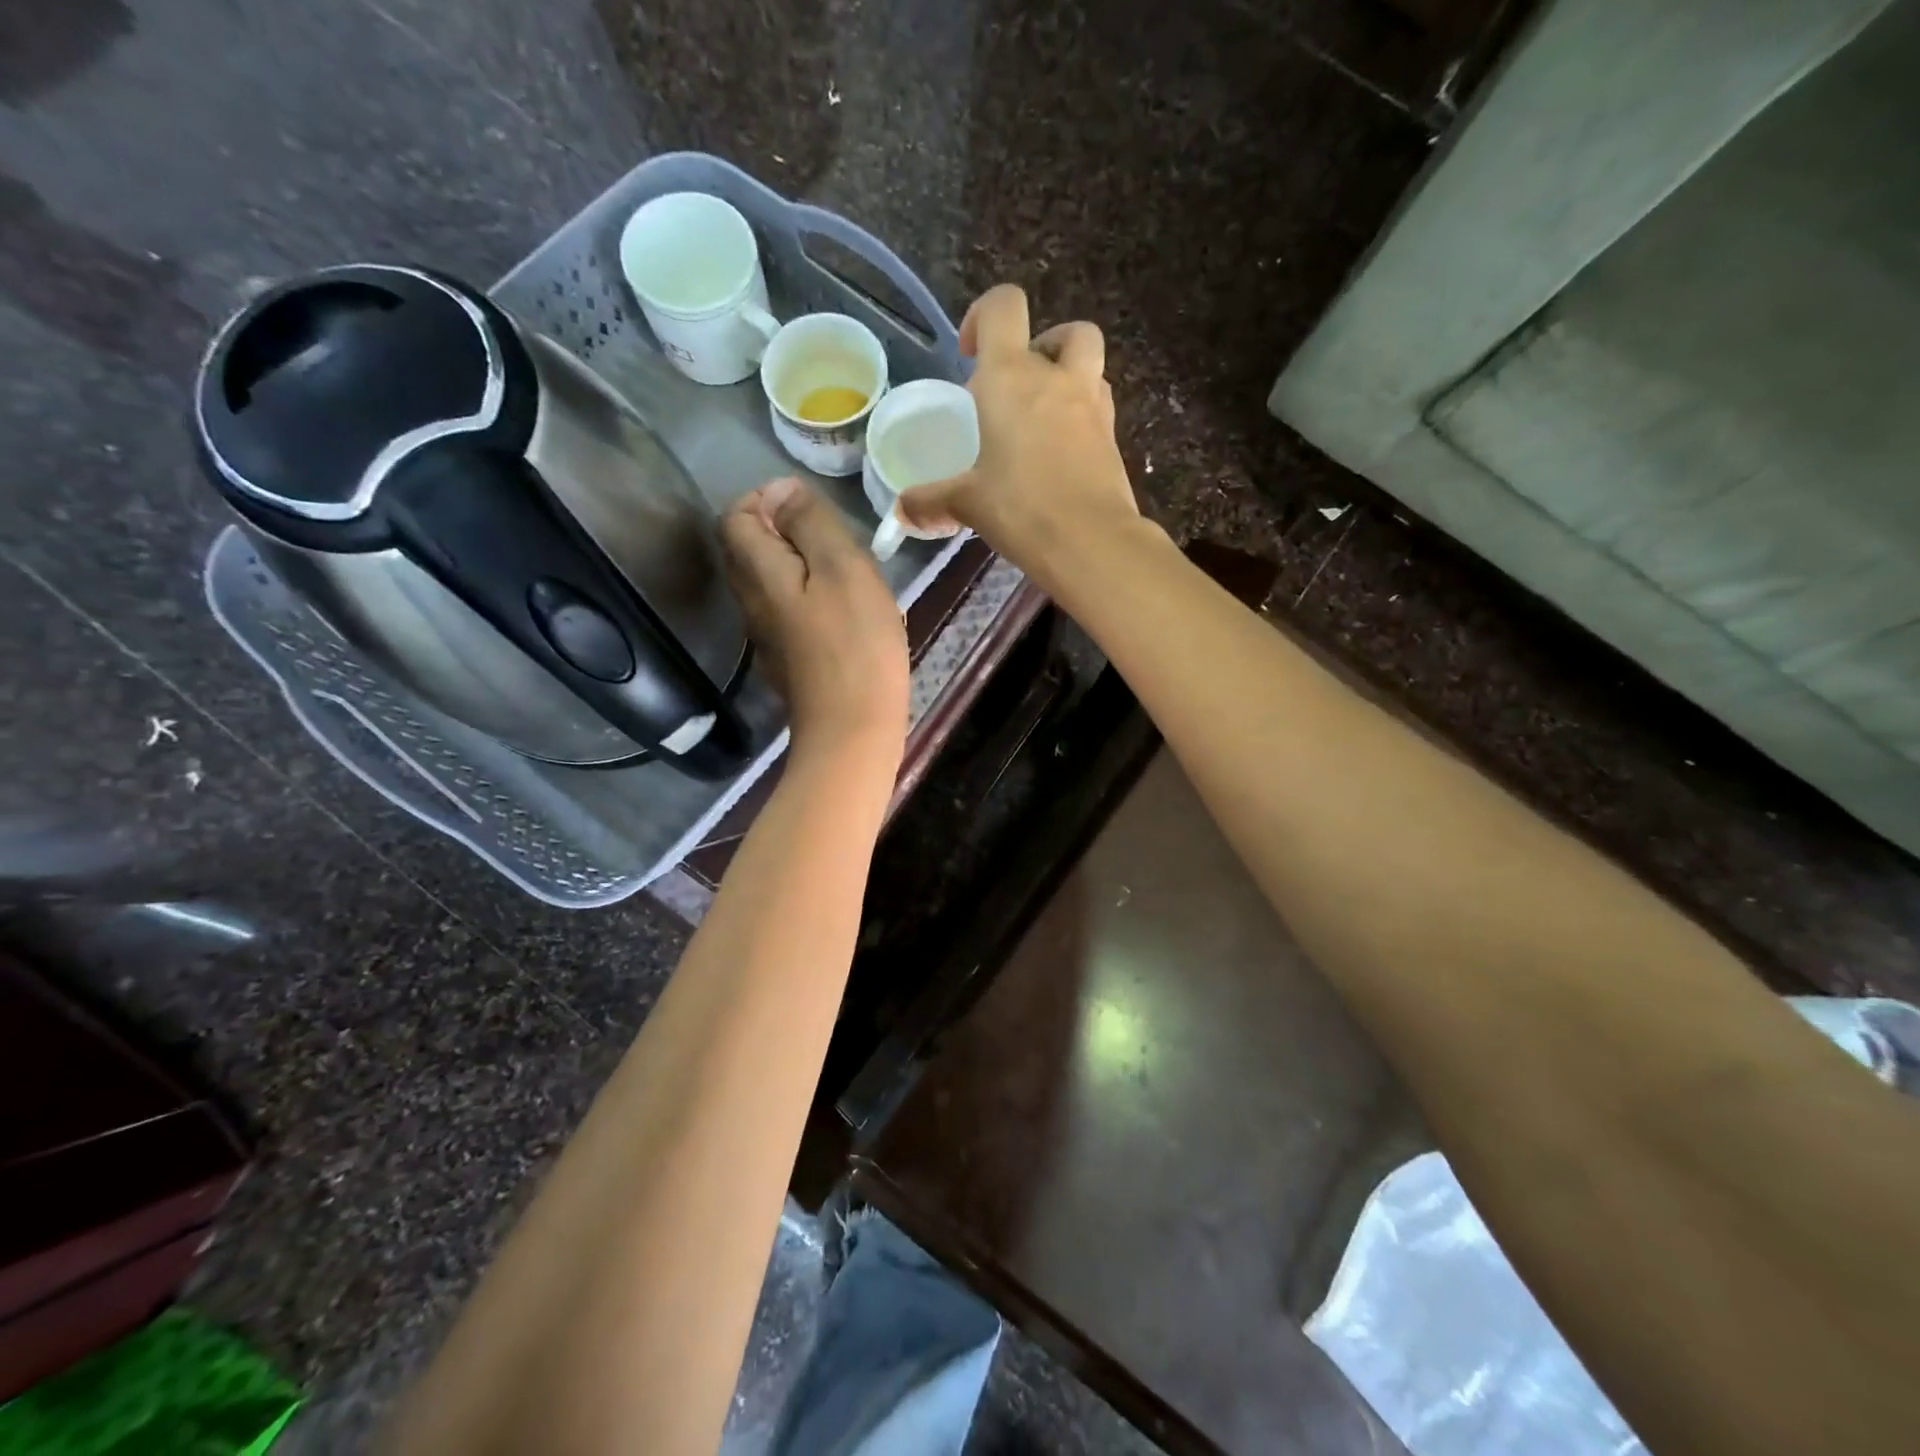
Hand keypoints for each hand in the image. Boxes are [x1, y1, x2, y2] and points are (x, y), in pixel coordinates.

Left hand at [722, 477, 908, 758]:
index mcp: (758, 573)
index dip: (765, 499)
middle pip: (747, 549)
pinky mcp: (786, 662)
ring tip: (845, 573)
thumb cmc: (855, 644)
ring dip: (799, 565)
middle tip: (832, 538)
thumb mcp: (842, 568)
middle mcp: (750, 602)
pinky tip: (844, 613)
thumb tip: (784, 490)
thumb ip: (810, 522)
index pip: (734, 516)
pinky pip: (787, 612)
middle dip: (781, 530)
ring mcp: (766, 636)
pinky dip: (808, 598)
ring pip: (769, 582)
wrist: (852, 728)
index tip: (811, 507)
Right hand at [898, 284, 1139, 583]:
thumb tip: (901, 511)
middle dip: (1041, 348)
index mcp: (1011, 377)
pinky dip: (1081, 416)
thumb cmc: (1021, 509)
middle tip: (1017, 389)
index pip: (1004, 306)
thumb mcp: (967, 503)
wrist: (1091, 542)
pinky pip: (1099, 407)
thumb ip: (932, 501)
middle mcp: (1057, 378)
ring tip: (1042, 418)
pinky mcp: (1113, 437)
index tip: (970, 354)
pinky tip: (1061, 453)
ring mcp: (1093, 406)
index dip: (984, 315)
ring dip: (1068, 376)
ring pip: (1090, 363)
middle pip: (1064, 330)